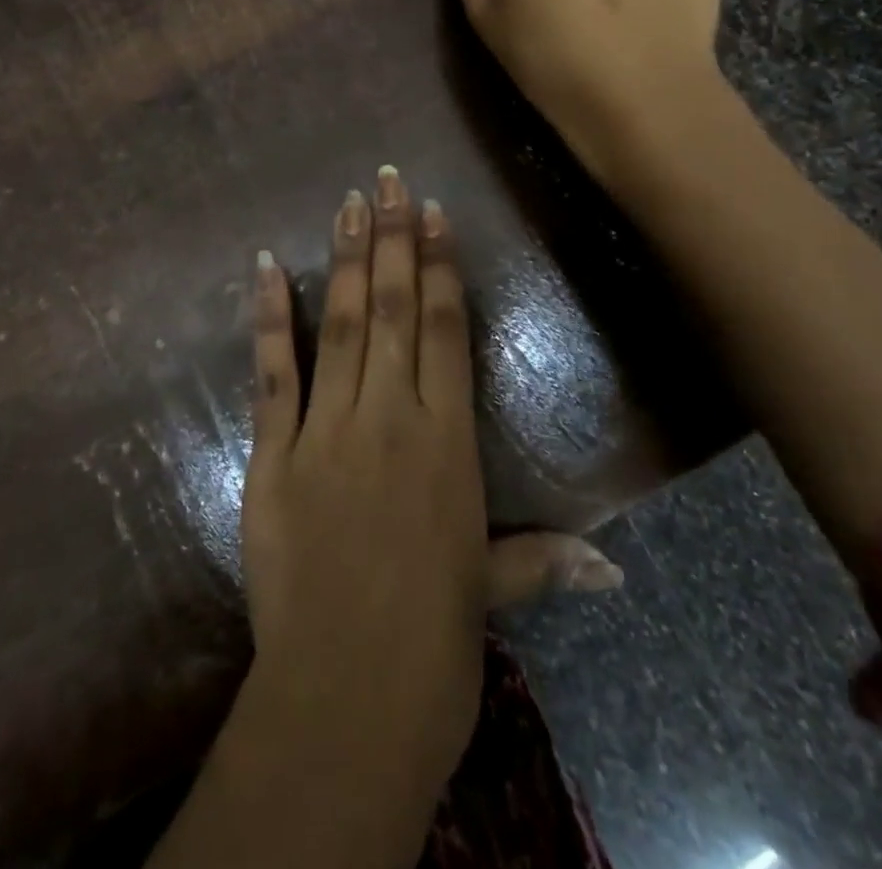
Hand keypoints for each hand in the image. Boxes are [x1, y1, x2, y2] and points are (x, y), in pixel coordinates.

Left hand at [241, 169, 622, 794]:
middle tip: (385, 181)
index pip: (444, 329)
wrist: (347, 700)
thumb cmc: (432, 644)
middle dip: (390, 239)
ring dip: (346, 259)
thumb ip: (545, 561)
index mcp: (447, 442)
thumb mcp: (490, 591)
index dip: (438, 266)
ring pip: (343, 325)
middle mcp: (391, 417)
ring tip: (347, 203)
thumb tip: (615, 571)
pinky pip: (273, 372)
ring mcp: (328, 430)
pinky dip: (269, 315)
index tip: (431, 213)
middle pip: (394, 309)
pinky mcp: (273, 453)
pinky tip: (266, 265)